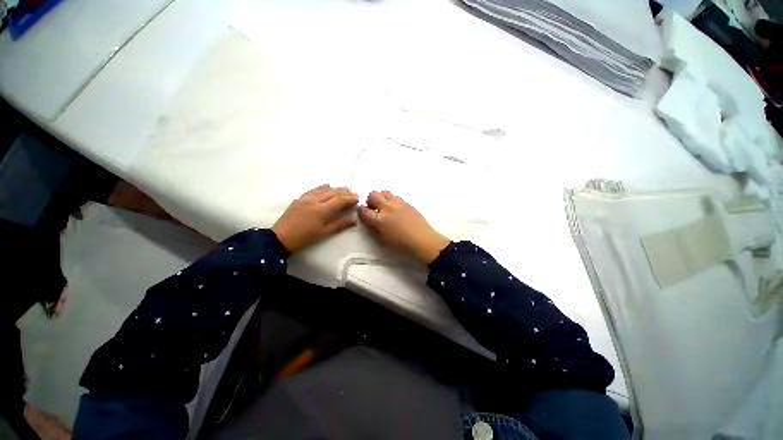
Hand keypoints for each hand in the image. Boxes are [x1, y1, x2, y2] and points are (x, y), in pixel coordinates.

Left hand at [272, 185, 358, 253]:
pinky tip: (327, 185)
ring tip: (344, 189)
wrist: (280, 238)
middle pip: (333, 193)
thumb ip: (340, 224)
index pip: (340, 200)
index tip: (358, 198)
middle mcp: (315, 200)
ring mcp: (306, 198)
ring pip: (323, 190)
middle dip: (344, 192)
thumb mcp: (324, 233)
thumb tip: (354, 218)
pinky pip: (313, 189)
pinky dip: (322, 187)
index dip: (350, 198)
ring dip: (335, 188)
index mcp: (322, 210)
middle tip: (354, 193)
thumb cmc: (305, 238)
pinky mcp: (299, 199)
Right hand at [358, 191, 449, 264]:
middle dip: (370, 200)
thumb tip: (367, 220)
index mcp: (380, 219)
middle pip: (373, 195)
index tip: (362, 212)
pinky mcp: (406, 202)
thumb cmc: (401, 244)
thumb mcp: (382, 240)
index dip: (361, 210)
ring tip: (384, 207)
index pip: (364, 210)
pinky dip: (391, 200)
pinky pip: (395, 196)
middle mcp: (388, 208)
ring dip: (381, 198)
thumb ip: (372, 228)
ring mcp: (398, 203)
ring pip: (384, 192)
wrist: (422, 240)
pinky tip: (395, 209)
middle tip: (373, 208)